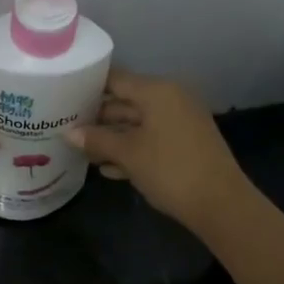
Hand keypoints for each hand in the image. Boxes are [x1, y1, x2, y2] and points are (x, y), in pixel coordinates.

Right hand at [65, 70, 251, 233]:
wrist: (220, 204)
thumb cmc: (170, 170)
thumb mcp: (128, 154)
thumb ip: (97, 140)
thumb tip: (68, 133)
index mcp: (158, 92)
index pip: (115, 80)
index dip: (88, 87)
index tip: (62, 97)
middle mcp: (171, 99)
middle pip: (126, 102)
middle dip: (97, 118)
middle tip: (65, 128)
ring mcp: (180, 122)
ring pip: (137, 124)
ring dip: (112, 138)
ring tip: (81, 151)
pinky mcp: (185, 144)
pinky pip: (151, 139)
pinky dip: (132, 150)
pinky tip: (108, 169)